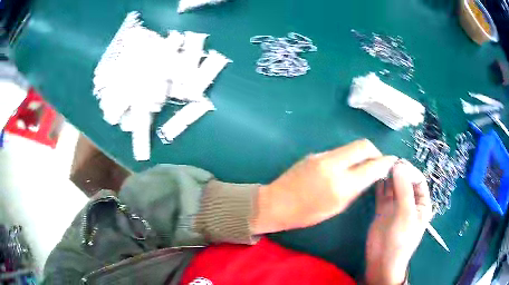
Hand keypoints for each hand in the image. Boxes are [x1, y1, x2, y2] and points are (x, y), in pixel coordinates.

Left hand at [251, 139, 396, 233]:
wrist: (275, 203)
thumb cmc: (305, 214)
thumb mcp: (336, 208)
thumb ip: (355, 189)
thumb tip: (369, 175)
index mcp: (341, 184)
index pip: (372, 166)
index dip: (385, 162)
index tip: (392, 163)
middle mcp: (333, 164)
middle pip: (363, 145)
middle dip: (375, 152)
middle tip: (378, 162)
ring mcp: (322, 155)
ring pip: (351, 146)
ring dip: (361, 154)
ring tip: (362, 166)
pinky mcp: (314, 153)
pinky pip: (338, 151)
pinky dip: (347, 157)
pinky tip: (345, 168)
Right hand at [365, 160, 432, 284]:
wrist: (382, 261)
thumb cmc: (400, 239)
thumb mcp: (406, 214)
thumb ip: (404, 190)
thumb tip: (398, 165)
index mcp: (421, 204)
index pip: (418, 180)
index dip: (410, 171)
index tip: (398, 163)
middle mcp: (409, 202)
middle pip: (405, 182)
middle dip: (398, 172)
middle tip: (387, 163)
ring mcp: (396, 206)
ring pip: (394, 187)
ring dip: (388, 177)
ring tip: (380, 167)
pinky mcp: (383, 210)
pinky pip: (383, 194)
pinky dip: (380, 186)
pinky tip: (375, 177)